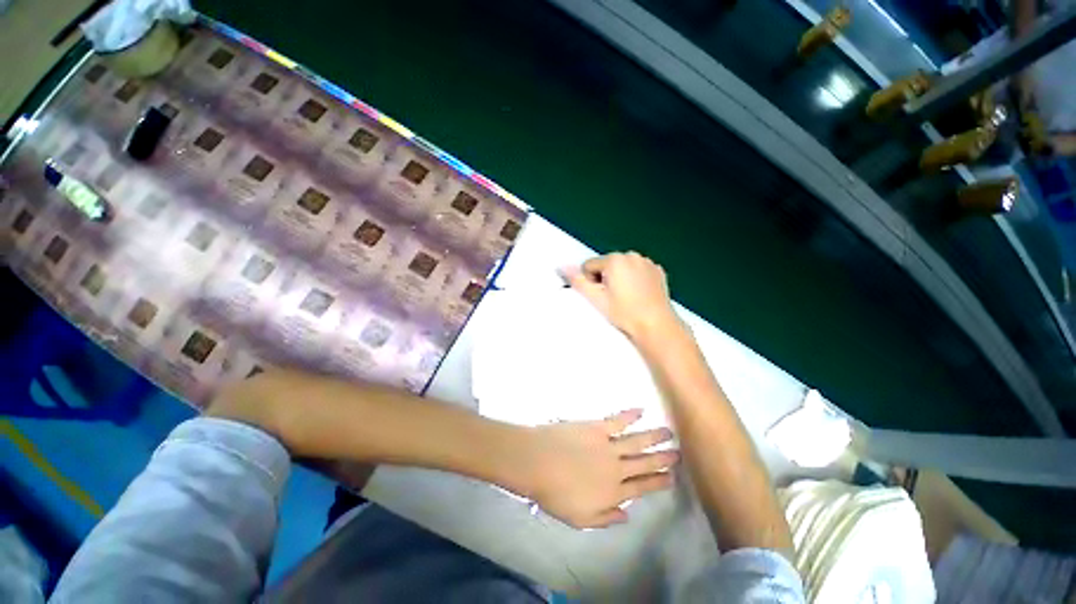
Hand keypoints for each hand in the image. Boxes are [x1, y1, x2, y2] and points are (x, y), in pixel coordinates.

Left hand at [516, 409, 677, 528]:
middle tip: (678, 454)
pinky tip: (641, 410)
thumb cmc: (555, 494)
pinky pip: (618, 421)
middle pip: (644, 463)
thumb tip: (627, 514)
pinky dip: (630, 415)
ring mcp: (607, 445)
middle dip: (662, 459)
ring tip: (668, 433)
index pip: (641, 488)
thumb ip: (606, 518)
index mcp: (612, 492)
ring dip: (653, 437)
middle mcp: (616, 468)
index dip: (657, 482)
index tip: (671, 477)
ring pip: (637, 441)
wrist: (537, 462)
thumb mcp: (580, 519)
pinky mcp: (596, 427)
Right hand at [564, 252, 680, 341]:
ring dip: (620, 278)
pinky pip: (638, 270)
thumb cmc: (624, 312)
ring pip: (622, 267)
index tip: (601, 296)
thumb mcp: (596, 299)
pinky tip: (639, 295)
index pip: (589, 265)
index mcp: (614, 260)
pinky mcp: (658, 270)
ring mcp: (647, 262)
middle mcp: (631, 255)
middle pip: (606, 264)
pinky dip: (635, 279)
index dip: (591, 282)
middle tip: (612, 298)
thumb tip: (561, 266)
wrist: (656, 325)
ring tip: (626, 298)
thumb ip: (577, 281)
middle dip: (605, 278)